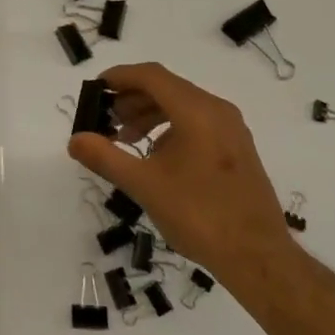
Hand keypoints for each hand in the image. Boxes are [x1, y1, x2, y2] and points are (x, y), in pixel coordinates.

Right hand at [69, 61, 298, 281]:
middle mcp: (217, 110)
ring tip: (126, 139)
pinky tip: (156, 156)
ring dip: (149, 114)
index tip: (95, 89)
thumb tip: (75, 140)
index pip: (151, 76)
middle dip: (132, 98)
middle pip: (167, 87)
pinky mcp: (237, 149)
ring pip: (182, 105)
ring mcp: (231, 129)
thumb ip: (106, 157)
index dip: (120, 76)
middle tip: (106, 120)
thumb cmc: (199, 216)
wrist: (259, 258)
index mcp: (197, 111)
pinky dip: (170, 128)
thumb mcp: (145, 186)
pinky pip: (197, 122)